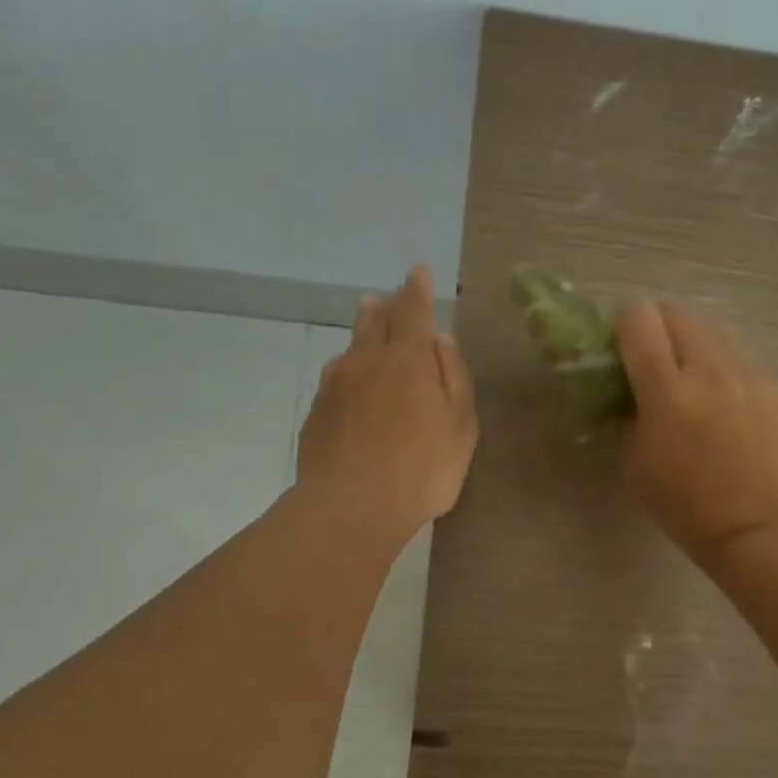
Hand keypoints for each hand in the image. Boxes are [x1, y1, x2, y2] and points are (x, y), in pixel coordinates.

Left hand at [297, 266, 477, 543]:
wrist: (352, 506)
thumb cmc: (422, 470)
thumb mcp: (460, 427)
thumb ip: (454, 378)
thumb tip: (442, 340)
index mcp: (409, 360)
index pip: (413, 311)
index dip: (417, 289)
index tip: (418, 271)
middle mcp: (368, 362)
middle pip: (376, 322)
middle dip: (387, 306)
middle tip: (390, 296)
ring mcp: (336, 386)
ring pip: (351, 346)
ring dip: (363, 329)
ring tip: (367, 317)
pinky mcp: (317, 412)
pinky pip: (335, 376)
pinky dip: (346, 366)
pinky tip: (346, 372)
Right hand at [614, 300, 777, 562]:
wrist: (760, 530)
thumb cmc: (687, 509)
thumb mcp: (636, 465)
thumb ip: (630, 415)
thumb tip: (634, 392)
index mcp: (667, 392)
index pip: (639, 319)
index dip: (624, 330)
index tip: (623, 354)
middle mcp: (710, 370)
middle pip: (678, 311)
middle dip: (659, 327)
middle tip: (655, 361)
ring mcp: (750, 374)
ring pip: (714, 328)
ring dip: (694, 343)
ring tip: (694, 381)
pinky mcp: (776, 386)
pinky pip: (741, 358)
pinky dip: (725, 369)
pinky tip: (728, 406)